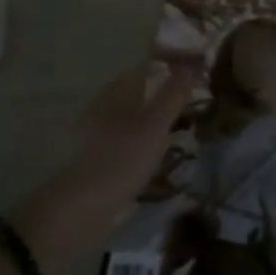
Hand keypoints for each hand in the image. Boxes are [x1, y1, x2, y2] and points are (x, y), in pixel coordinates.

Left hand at [10, 61, 199, 274]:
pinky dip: (145, 148)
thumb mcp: (154, 125)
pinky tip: (158, 162)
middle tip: (193, 109)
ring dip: (154, 126)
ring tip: (181, 136)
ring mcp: (99, 137)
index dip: (170, 71)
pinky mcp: (98, 163)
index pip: (146, 71)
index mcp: (115, 92)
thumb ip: (172, 95)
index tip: (195, 80)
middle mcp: (104, 108)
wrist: (80, 211)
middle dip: (163, 99)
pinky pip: (128, 146)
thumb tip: (190, 63)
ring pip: (133, 122)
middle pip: (139, 95)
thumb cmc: (121, 160)